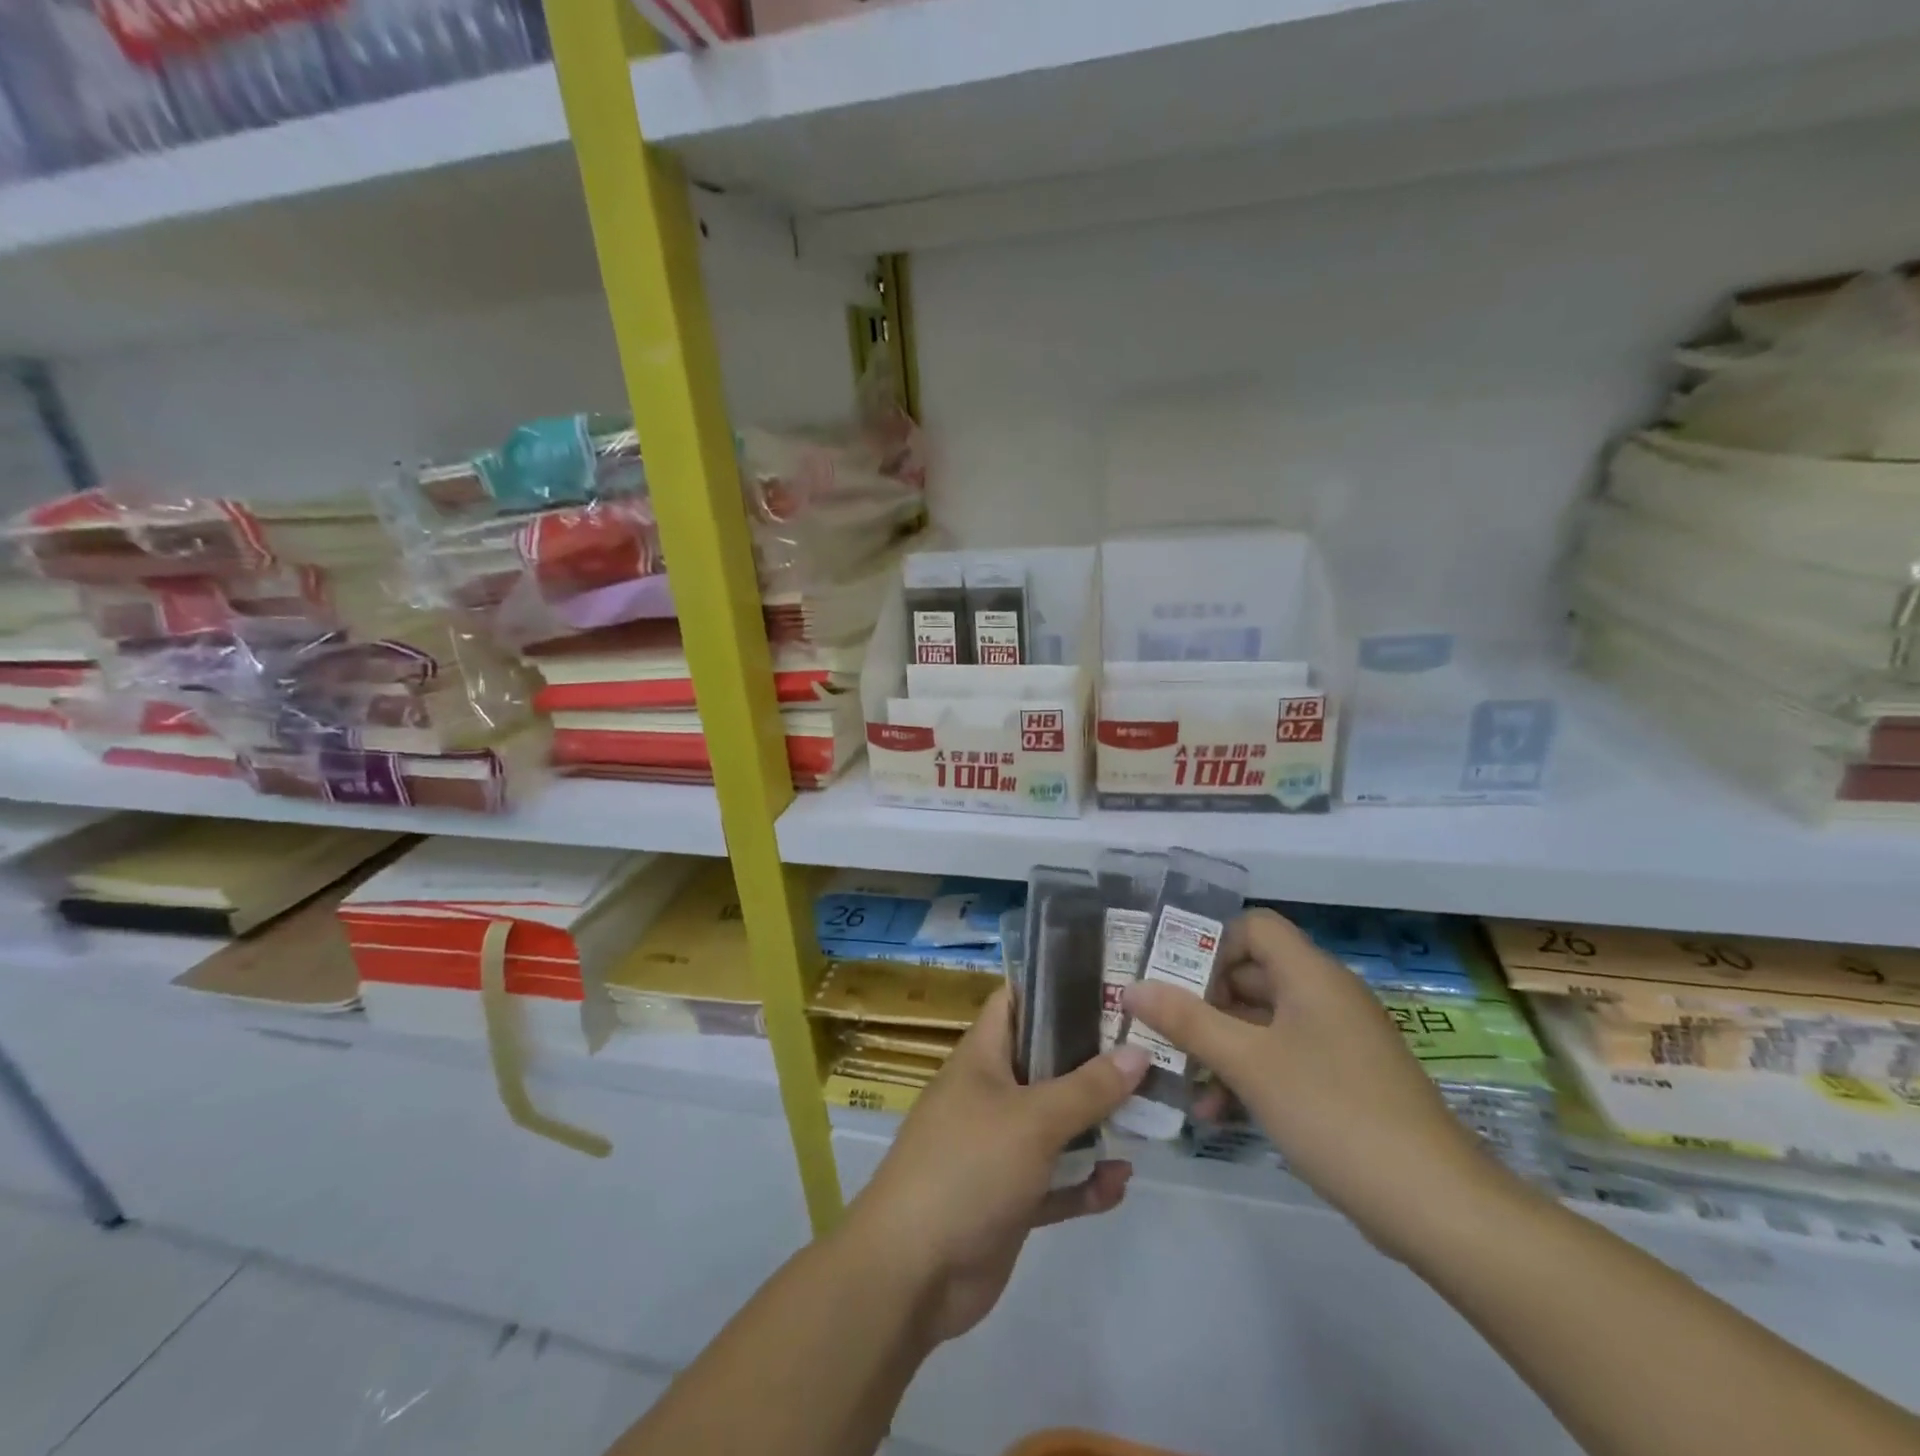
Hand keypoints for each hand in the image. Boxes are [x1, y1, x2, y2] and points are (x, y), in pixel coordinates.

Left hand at [843, 988, 1149, 1344]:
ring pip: (1055, 1125)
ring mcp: (999, 1148)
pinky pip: (1055, 1180)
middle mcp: (990, 1094)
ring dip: (1094, 1124)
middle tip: (1147, 1052)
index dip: (1054, 988)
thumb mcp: (1033, 1119)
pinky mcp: (1010, 1198)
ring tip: (1147, 1116)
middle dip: (1091, 1060)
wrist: (913, 1271)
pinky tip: (1120, 1182)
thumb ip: (1088, 1087)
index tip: (1107, 985)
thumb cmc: (969, 1167)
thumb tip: (1138, 1051)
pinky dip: (1084, 1181)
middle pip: (1045, 1063)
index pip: (1015, 1002)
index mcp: (981, 1058)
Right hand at [1125, 908, 1506, 1260]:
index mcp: (1310, 975)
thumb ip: (1186, 1021)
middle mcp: (1324, 996)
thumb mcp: (1249, 1063)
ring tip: (1179, 1079)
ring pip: (1261, 1022)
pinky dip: (1248, 1074)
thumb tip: (1132, 988)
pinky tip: (1215, 1113)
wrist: (1436, 1206)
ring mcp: (1336, 1041)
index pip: (1253, 927)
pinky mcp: (1342, 1081)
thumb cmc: (1333, 1111)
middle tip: (1160, 1030)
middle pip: (1251, 974)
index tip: (1173, 982)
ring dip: (1219, 1045)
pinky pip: (1281, 1058)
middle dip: (1202, 1002)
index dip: (1211, 945)